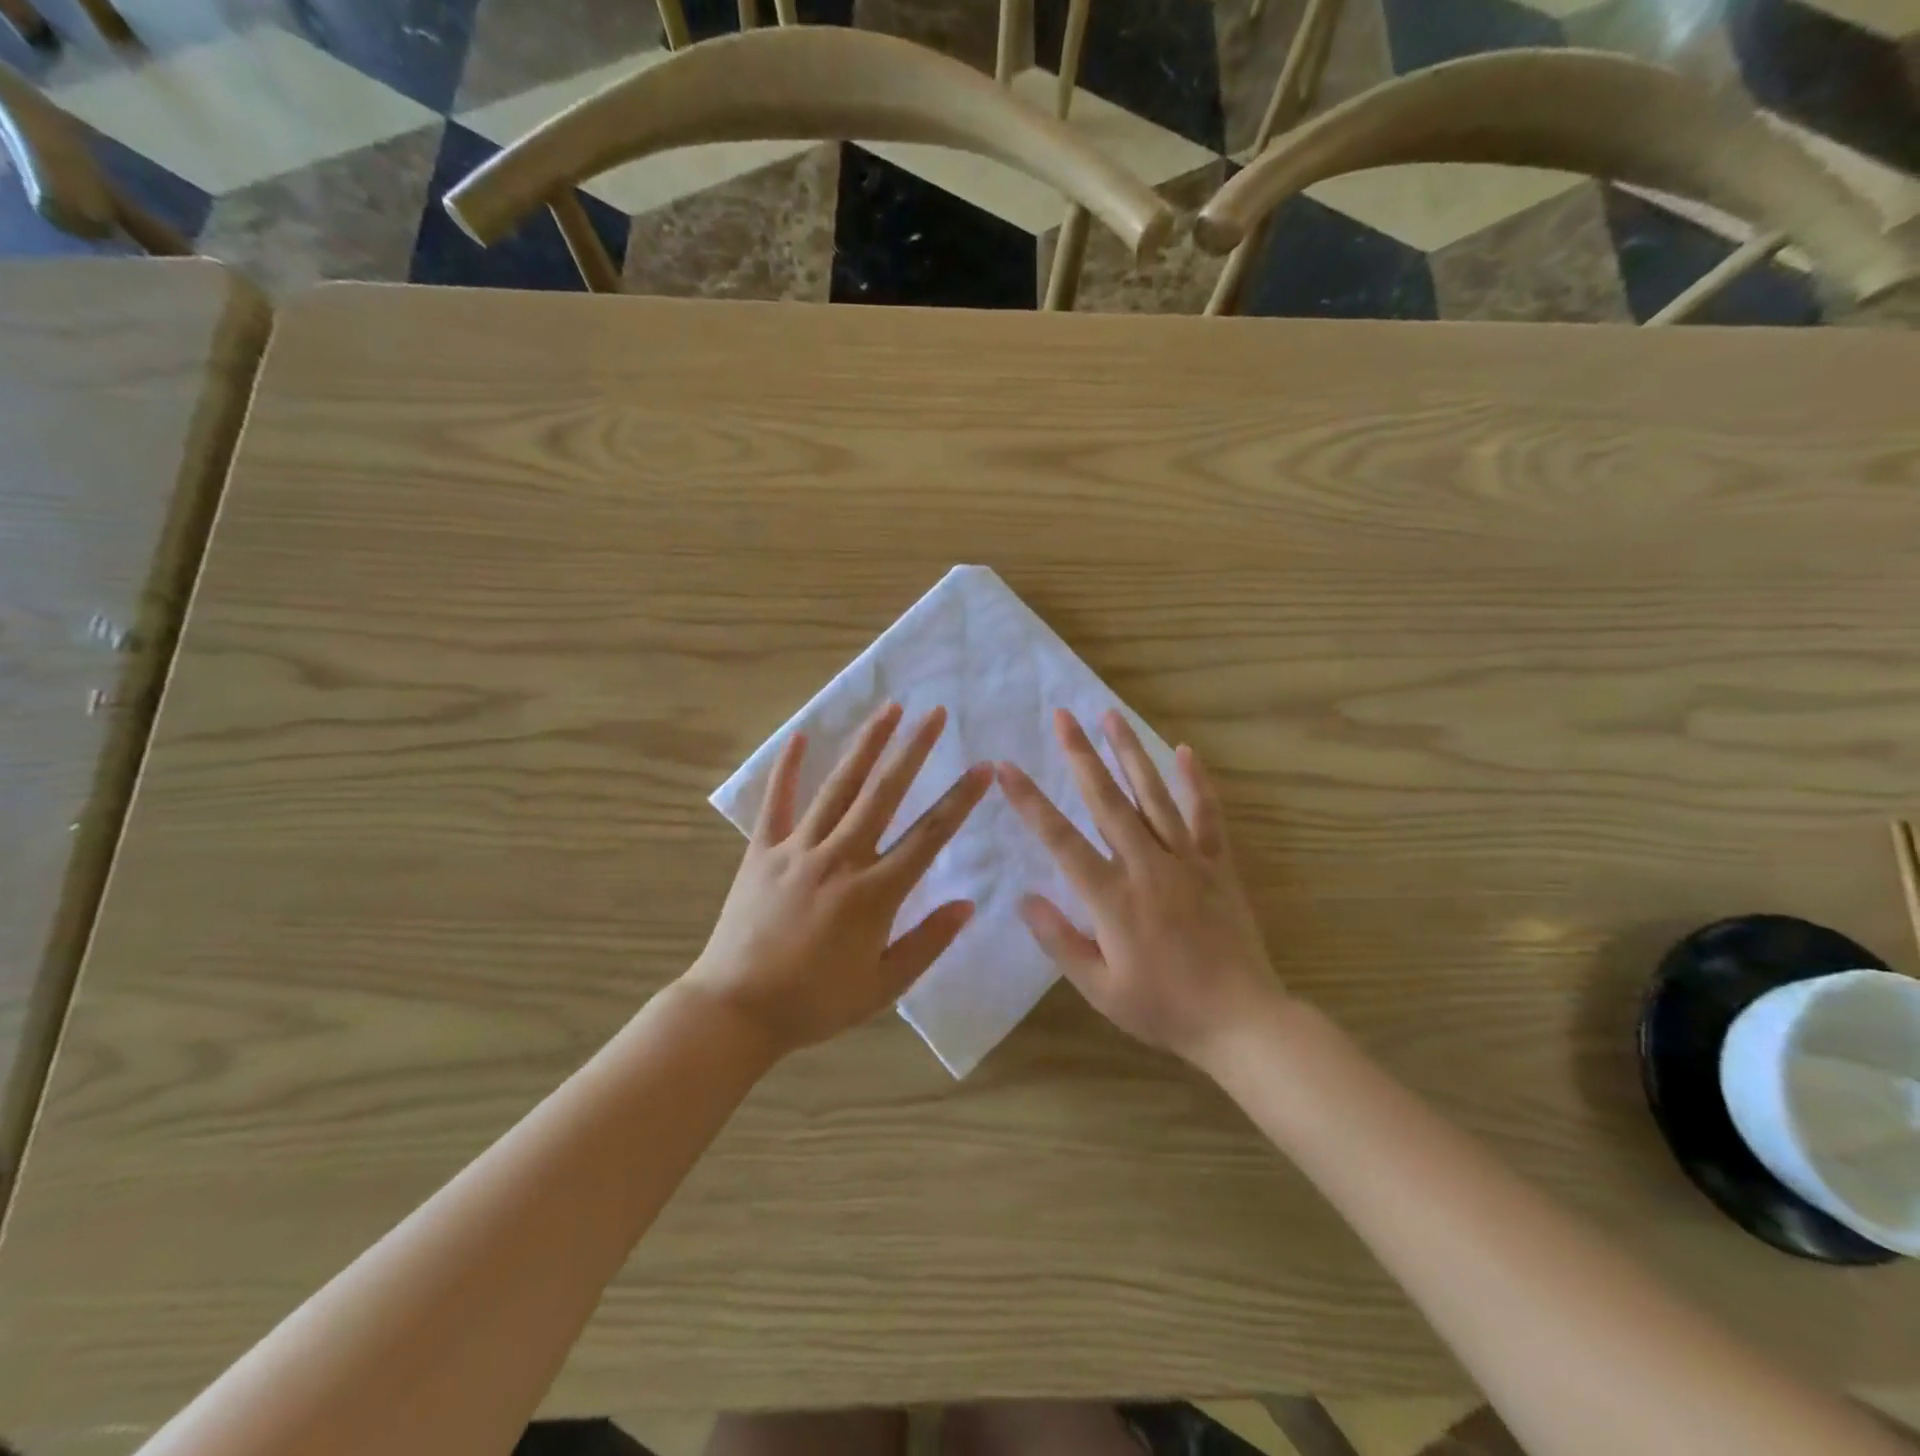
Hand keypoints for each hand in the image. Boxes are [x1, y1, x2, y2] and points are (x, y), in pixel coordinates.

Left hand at [687, 703, 990, 1057]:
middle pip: (884, 794)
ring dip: (865, 745)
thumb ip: (928, 943)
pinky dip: (786, 770)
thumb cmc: (815, 1003)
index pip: (928, 836)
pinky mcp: (761, 852)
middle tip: (935, 713)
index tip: (982, 768)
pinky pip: (776, 804)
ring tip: (888, 708)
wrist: (736, 1011)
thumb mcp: (882, 987)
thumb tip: (967, 904)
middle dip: (913, 750)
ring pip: (837, 788)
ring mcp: (797, 850)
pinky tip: (798, 737)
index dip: (959, 799)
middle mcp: (840, 859)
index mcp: (874, 893)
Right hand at [997, 709, 1280, 1065]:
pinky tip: (1184, 751)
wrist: (1242, 1021)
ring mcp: (1186, 861)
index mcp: (1112, 898)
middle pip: (1107, 801)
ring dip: (1130, 753)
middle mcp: (1147, 866)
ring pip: (1153, 796)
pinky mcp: (1217, 865)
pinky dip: (1196, 782)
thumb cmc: (1164, 1009)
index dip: (1030, 802)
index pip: (1061, 839)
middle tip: (1062, 716)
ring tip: (1111, 715)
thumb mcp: (1100, 988)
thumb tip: (1025, 899)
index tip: (1006, 767)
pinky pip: (1206, 816)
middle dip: (1080, 755)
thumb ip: (1060, 941)